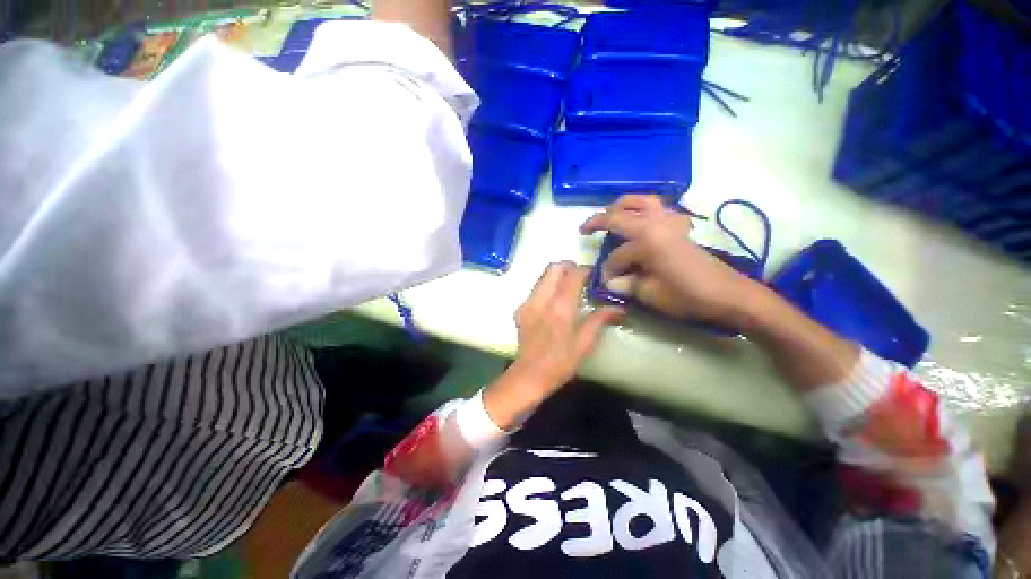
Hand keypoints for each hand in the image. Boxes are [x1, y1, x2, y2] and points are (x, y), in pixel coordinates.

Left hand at [483, 262, 623, 429]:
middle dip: (569, 267)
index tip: (595, 275)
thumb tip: (619, 308)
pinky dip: (547, 288)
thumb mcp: (584, 344)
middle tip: (581, 278)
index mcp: (560, 307)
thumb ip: (600, 320)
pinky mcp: (520, 309)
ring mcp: (528, 303)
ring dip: (557, 276)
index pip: (573, 275)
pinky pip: (536, 289)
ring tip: (569, 289)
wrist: (529, 375)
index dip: (586, 270)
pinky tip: (554, 303)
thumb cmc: (560, 363)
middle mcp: (541, 299)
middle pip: (554, 267)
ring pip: (543, 276)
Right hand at [580, 194, 760, 329]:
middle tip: (585, 229)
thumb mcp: (650, 294)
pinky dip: (644, 208)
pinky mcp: (679, 226)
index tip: (606, 283)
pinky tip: (640, 219)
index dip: (608, 270)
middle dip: (599, 220)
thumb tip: (609, 282)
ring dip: (622, 205)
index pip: (617, 255)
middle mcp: (655, 224)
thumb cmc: (688, 295)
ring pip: (641, 201)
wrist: (728, 294)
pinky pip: (658, 208)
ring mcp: (669, 222)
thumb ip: (626, 284)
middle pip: (620, 215)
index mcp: (647, 241)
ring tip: (610, 213)